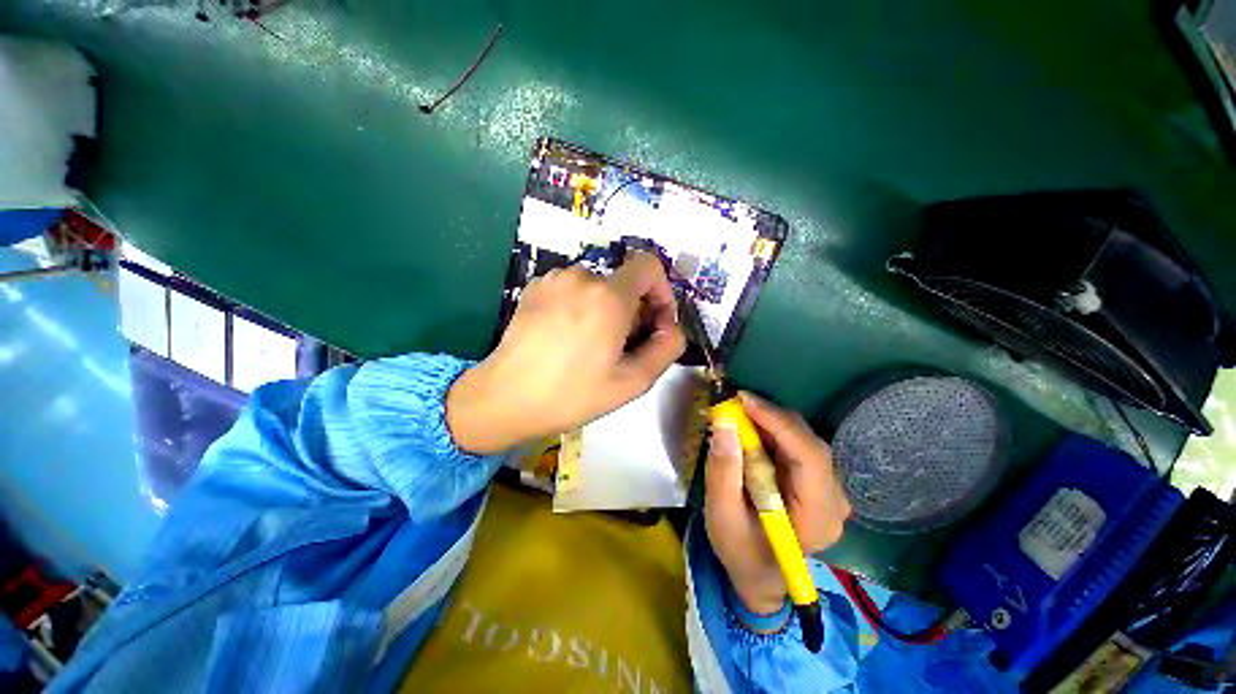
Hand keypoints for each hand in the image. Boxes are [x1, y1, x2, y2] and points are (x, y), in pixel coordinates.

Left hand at [446, 252, 686, 453]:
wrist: (505, 397)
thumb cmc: (572, 394)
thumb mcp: (632, 382)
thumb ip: (666, 349)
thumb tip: (672, 327)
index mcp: (609, 296)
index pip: (649, 265)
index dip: (660, 290)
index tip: (654, 321)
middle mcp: (581, 276)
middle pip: (623, 282)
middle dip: (632, 310)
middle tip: (620, 347)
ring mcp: (553, 278)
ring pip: (597, 287)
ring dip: (605, 309)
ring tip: (591, 345)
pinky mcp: (534, 286)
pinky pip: (572, 289)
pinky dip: (580, 306)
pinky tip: (566, 336)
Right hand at [705, 392, 851, 616]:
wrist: (758, 573)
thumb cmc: (740, 551)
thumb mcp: (722, 516)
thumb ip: (723, 472)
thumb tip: (723, 423)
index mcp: (818, 516)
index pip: (810, 457)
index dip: (778, 422)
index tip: (743, 400)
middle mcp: (834, 499)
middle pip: (808, 442)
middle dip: (770, 417)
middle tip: (733, 404)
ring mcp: (828, 488)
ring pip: (802, 438)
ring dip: (768, 422)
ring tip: (737, 415)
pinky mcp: (816, 480)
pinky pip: (796, 444)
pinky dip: (771, 431)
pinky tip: (749, 430)